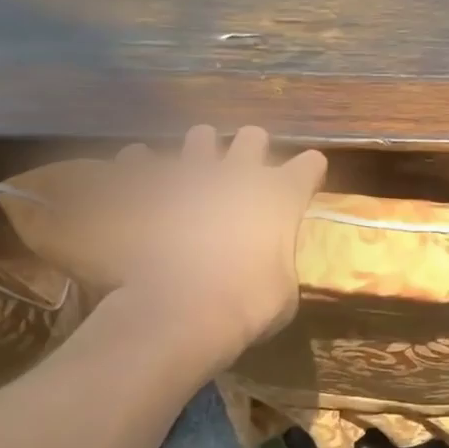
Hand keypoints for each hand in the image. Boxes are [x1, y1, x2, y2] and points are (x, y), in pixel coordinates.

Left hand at [69, 125, 326, 375]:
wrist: (182, 310)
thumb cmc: (249, 305)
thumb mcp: (284, 291)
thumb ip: (279, 263)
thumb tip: (270, 267)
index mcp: (282, 194)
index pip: (310, 165)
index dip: (309, 174)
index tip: (306, 185)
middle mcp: (240, 172)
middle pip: (254, 137)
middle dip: (253, 150)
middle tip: (247, 173)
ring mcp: (191, 174)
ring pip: (201, 136)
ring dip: (201, 150)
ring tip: (196, 171)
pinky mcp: (147, 187)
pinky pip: (139, 158)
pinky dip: (140, 166)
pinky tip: (138, 175)